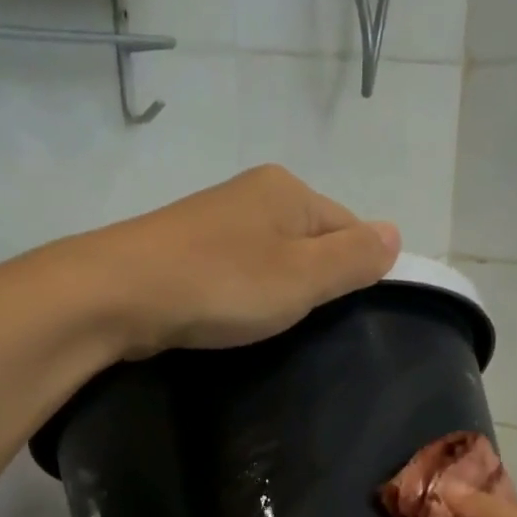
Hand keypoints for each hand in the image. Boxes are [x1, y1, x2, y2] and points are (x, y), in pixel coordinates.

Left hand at [65, 165, 401, 356]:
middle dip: (313, 281)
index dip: (355, 271)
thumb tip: (395, 233)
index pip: (349, 226)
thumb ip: (353, 258)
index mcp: (288, 190)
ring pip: (270, 257)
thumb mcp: (303, 277)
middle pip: (309, 240)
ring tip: (266, 325)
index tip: (343, 314)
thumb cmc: (223, 285)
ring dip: (276, 290)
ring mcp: (214, 219)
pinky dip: (241, 293)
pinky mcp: (184, 249)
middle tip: (304, 325)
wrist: (121, 293)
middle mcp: (252, 193)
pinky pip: (235, 270)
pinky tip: (231, 316)